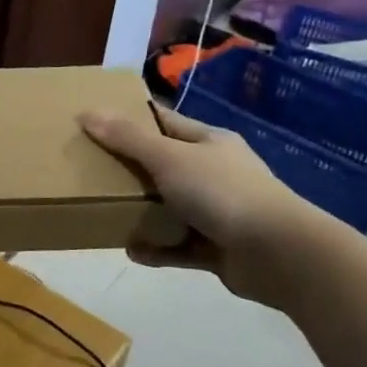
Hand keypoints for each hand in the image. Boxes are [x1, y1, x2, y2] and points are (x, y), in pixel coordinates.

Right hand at [80, 103, 318, 309]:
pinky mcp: (217, 249)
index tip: (97, 122)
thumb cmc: (223, 192)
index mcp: (209, 142)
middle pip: (164, 165)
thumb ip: (127, 138)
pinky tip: (131, 249)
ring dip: (142, 211)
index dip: (132, 120)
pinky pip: (178, 245)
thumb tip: (86, 112)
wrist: (280, 254)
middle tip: (92, 169)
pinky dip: (157, 247)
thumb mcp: (169, 157)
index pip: (165, 122)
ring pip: (170, 207)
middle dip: (131, 168)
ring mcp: (218, 212)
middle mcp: (214, 172)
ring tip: (105, 211)